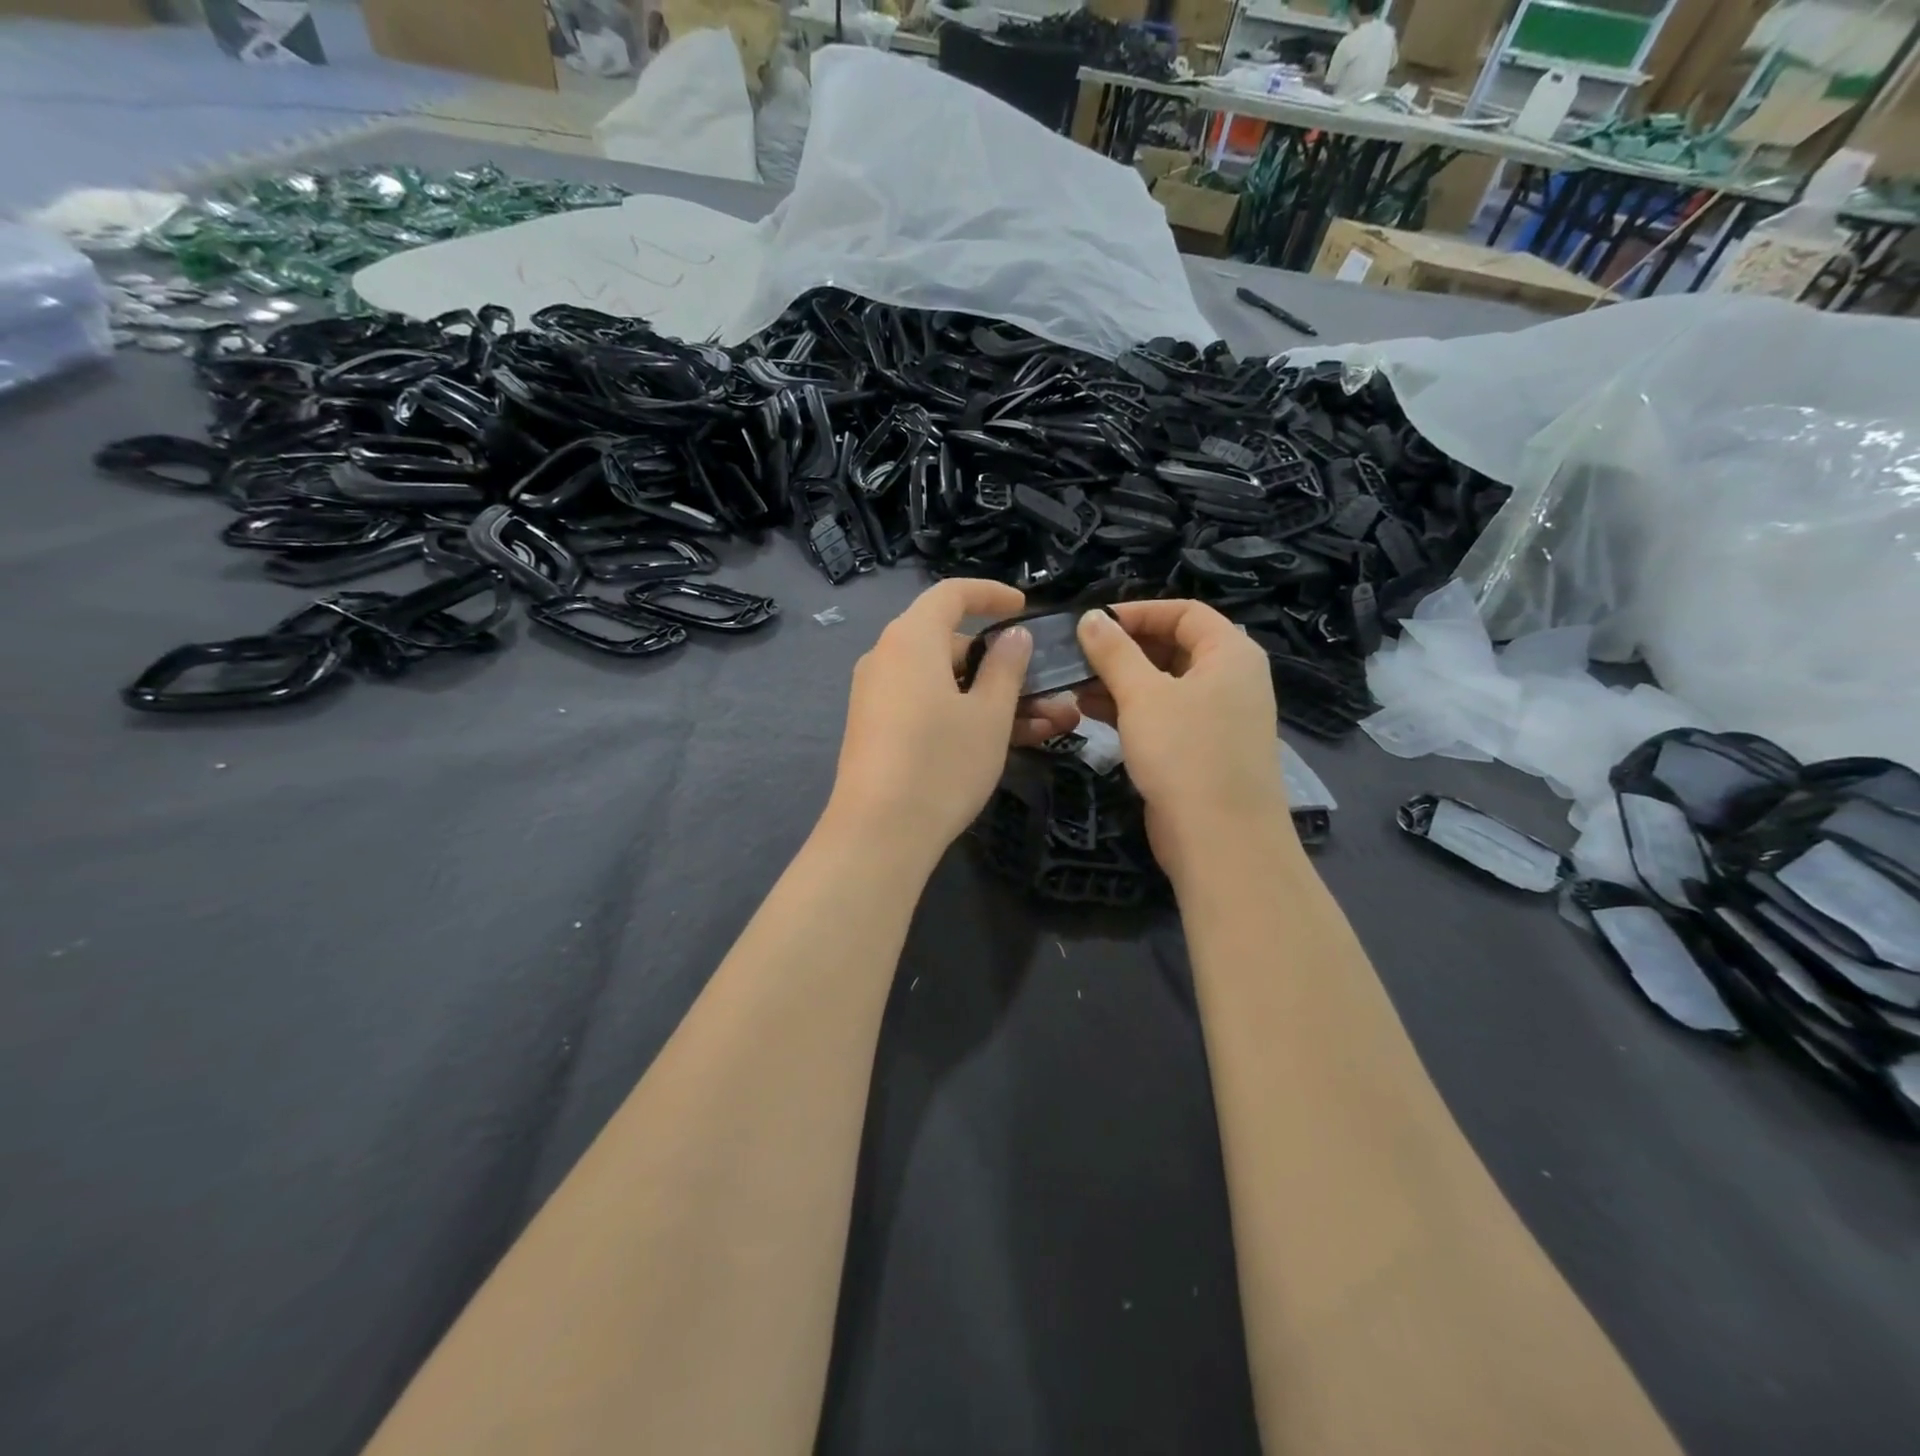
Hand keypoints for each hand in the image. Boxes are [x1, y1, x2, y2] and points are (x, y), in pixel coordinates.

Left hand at [824, 580, 1080, 861]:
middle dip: (1002, 664)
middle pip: (950, 643)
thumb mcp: (989, 714)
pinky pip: (927, 705)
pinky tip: (1005, 741)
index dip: (991, 594)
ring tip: (1045, 724)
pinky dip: (963, 714)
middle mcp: (887, 658)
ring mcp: (878, 695)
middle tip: (1044, 690)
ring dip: (992, 697)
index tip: (1024, 608)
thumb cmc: (942, 762)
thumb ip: (1006, 667)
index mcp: (911, 638)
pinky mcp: (877, 729)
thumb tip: (1013, 637)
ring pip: (944, 681)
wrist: (878, 833)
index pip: (952, 594)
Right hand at [1074, 601, 1291, 878]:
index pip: (1184, 612)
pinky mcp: (1200, 748)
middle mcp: (1230, 678)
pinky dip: (1130, 709)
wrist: (1220, 840)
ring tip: (1074, 685)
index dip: (1138, 612)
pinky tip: (1089, 711)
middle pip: (1173, 646)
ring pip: (1163, 683)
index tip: (1092, 623)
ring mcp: (1217, 716)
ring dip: (1120, 681)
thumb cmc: (1185, 753)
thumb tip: (1089, 618)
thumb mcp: (1143, 695)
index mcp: (1230, 653)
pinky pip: (1163, 714)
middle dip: (1123, 649)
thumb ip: (1114, 652)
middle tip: (1077, 656)